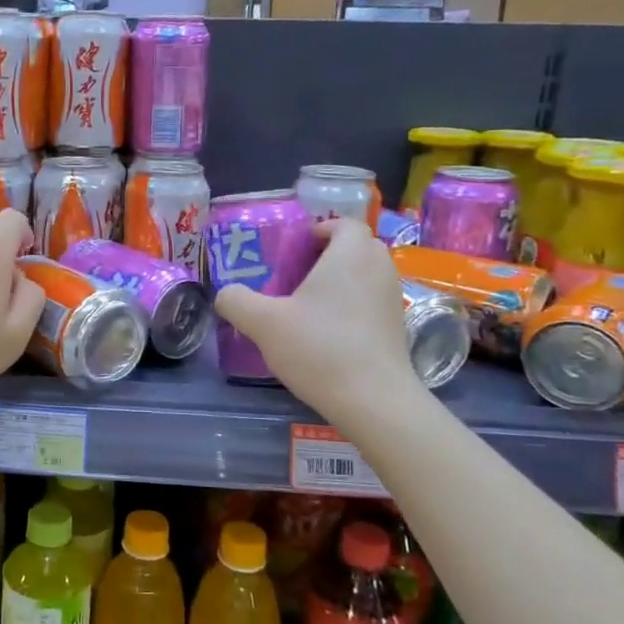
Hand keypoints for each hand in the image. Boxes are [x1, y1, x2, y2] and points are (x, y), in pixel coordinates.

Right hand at [213, 219, 416, 418]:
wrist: (373, 400)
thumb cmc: (319, 348)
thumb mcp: (263, 323)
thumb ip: (237, 301)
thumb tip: (226, 294)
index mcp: (350, 254)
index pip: (344, 223)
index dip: (320, 230)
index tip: (294, 250)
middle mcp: (378, 269)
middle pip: (358, 247)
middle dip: (330, 254)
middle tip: (297, 274)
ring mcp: (393, 300)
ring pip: (367, 276)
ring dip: (342, 282)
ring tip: (309, 305)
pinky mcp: (398, 329)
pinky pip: (372, 303)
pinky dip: (353, 307)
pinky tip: (327, 333)